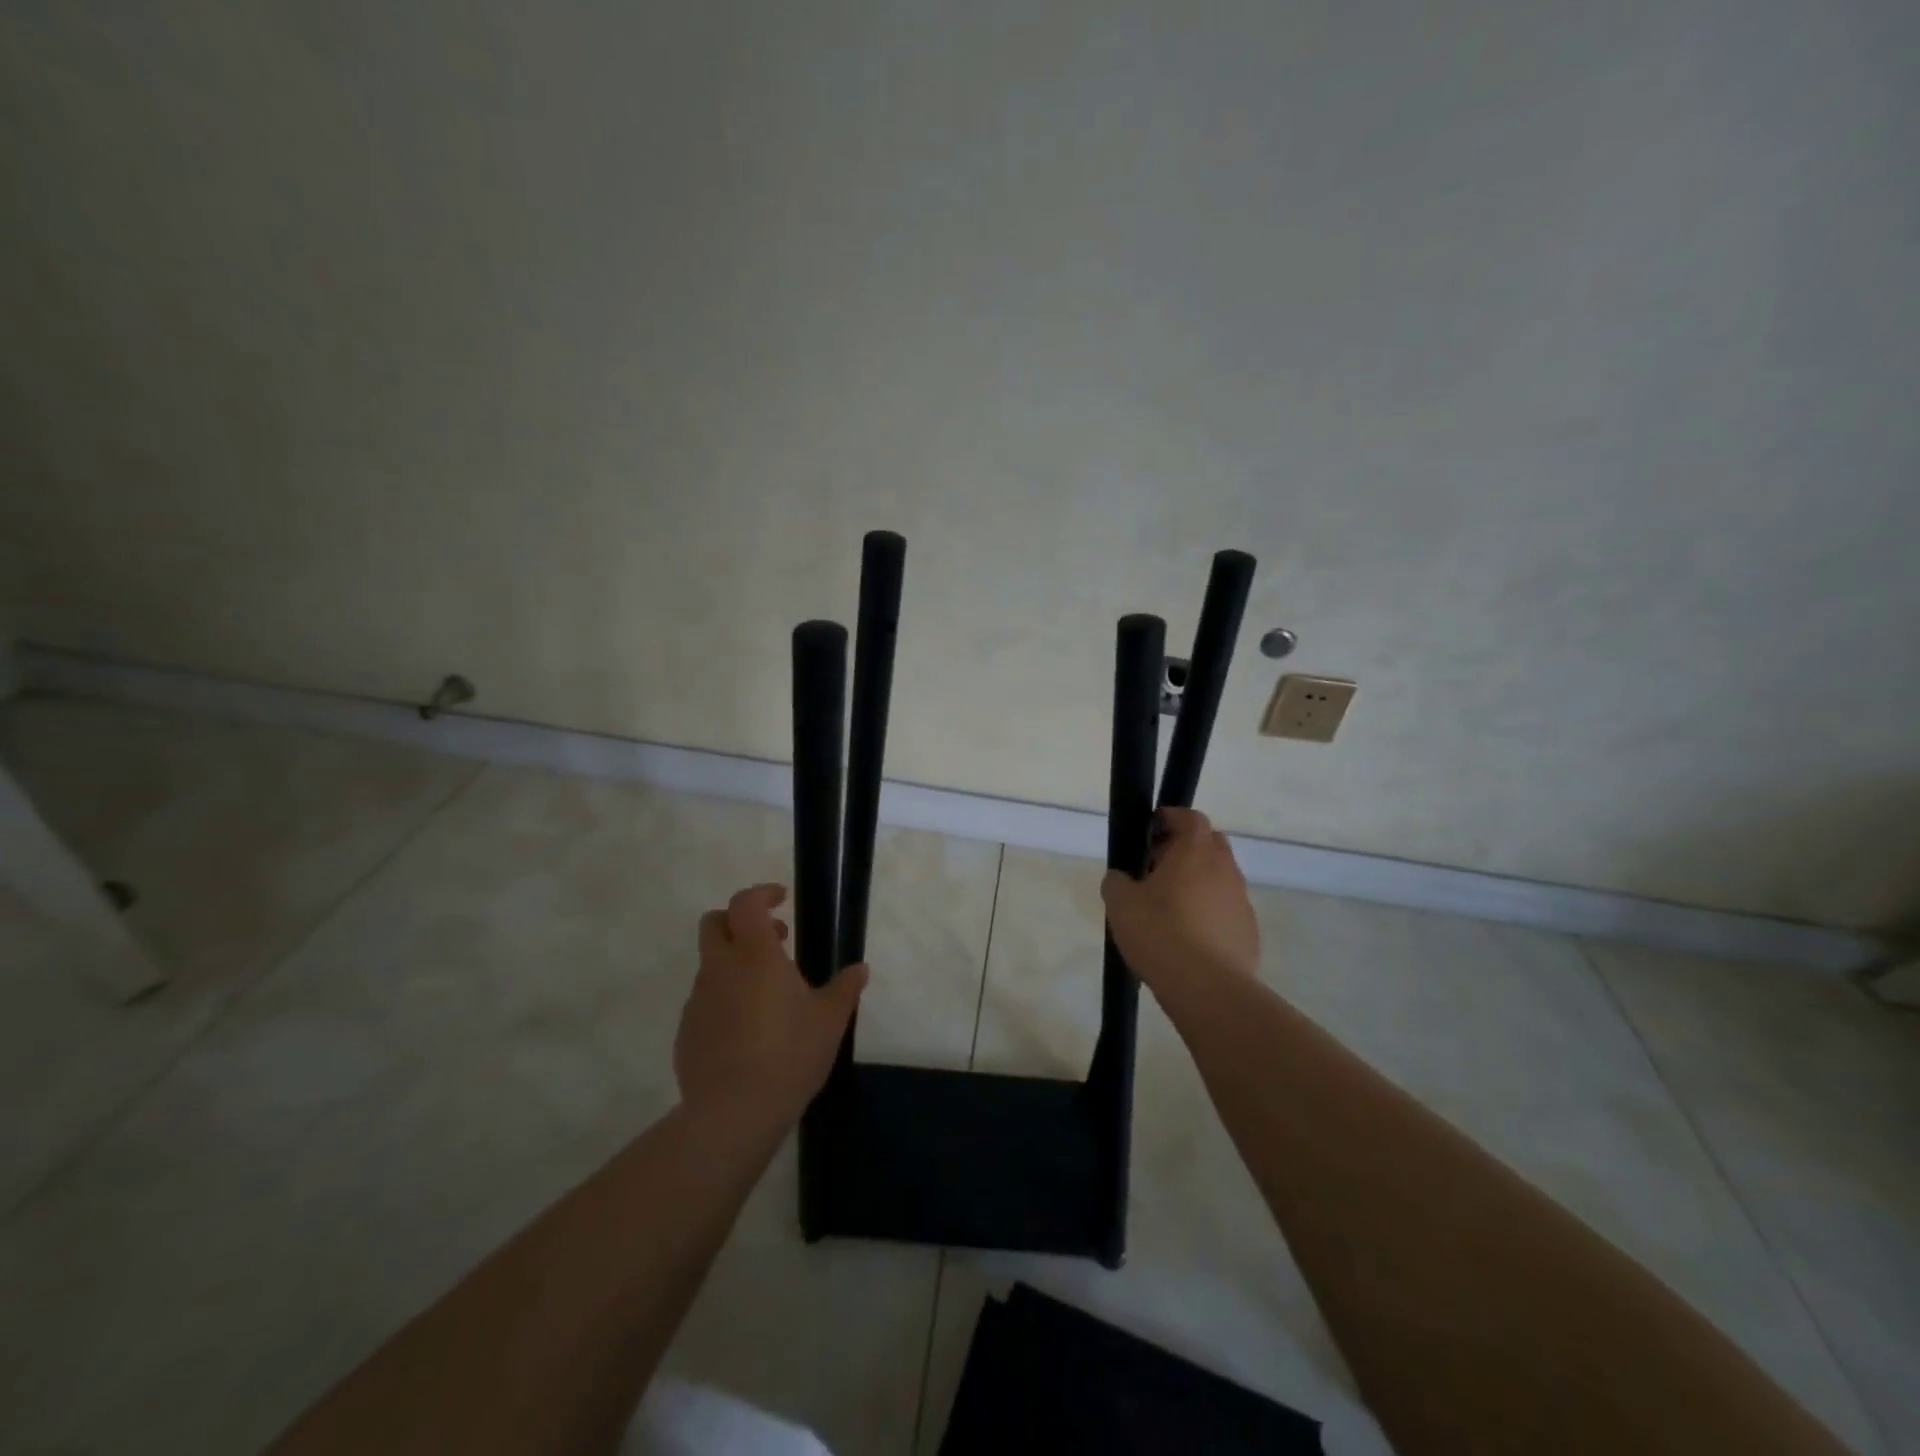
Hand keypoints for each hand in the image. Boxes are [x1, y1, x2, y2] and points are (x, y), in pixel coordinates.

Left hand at [675, 884, 867, 1130]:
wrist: (733, 1113)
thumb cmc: (789, 1054)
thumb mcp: (830, 1020)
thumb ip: (845, 988)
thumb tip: (859, 969)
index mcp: (754, 955)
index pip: (745, 902)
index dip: (762, 893)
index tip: (782, 900)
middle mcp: (720, 968)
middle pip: (714, 923)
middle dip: (738, 921)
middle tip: (773, 939)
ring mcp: (698, 1000)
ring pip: (711, 964)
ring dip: (735, 964)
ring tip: (768, 994)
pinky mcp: (686, 1031)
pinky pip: (705, 1000)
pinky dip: (724, 999)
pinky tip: (747, 1030)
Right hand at [1102, 808, 1259, 1001]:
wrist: (1207, 989)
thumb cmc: (1160, 934)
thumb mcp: (1121, 904)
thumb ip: (1117, 882)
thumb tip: (1121, 879)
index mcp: (1195, 851)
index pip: (1190, 817)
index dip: (1170, 818)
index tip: (1150, 832)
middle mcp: (1225, 869)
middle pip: (1210, 843)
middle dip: (1185, 849)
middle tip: (1157, 868)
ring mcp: (1241, 900)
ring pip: (1220, 878)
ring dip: (1198, 882)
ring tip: (1170, 908)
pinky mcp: (1249, 931)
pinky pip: (1227, 909)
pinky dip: (1210, 912)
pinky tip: (1189, 937)